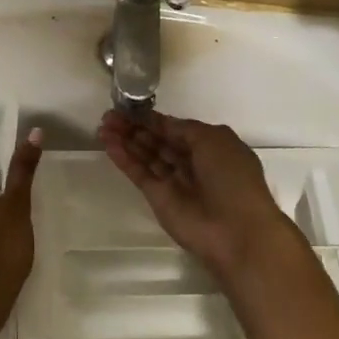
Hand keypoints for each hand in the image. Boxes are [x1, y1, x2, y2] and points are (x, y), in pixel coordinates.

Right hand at [98, 110, 297, 282]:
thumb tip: (162, 124)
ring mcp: (173, 181)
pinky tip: (108, 144)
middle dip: (135, 127)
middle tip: (109, 116)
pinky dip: (124, 159)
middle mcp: (191, 162)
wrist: (235, 231)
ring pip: (146, 155)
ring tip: (103, 126)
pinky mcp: (158, 198)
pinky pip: (139, 173)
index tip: (129, 108)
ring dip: (126, 140)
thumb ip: (183, 128)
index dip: (153, 119)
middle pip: (157, 141)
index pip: (175, 129)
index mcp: (210, 147)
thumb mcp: (214, 139)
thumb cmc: (231, 177)